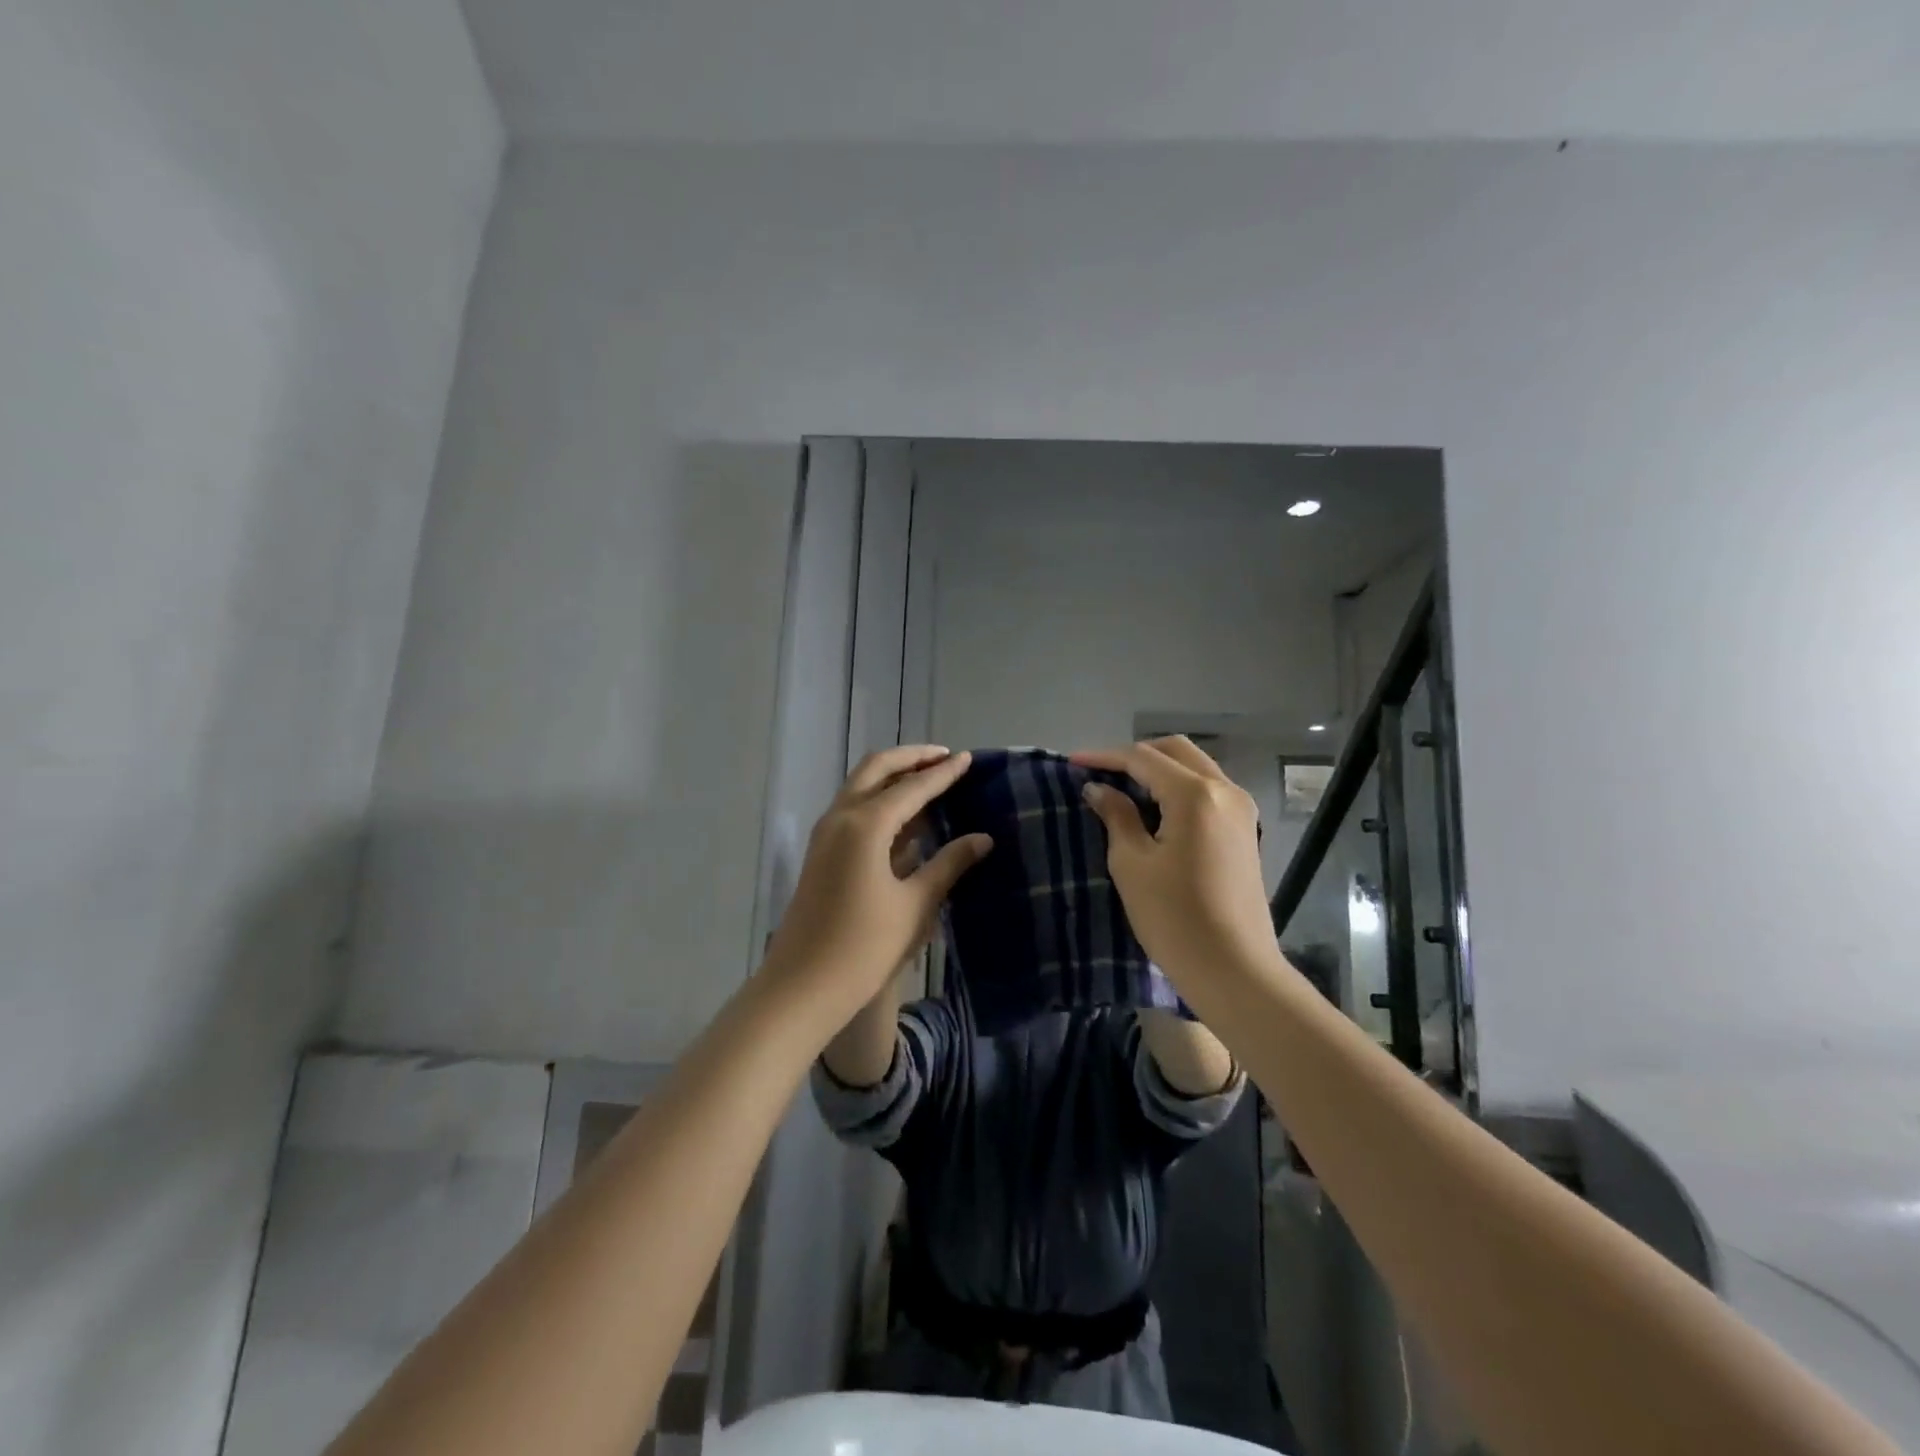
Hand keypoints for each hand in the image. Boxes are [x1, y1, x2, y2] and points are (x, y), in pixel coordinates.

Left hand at [764, 746, 991, 1018]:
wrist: (801, 987)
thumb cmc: (864, 948)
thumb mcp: (915, 906)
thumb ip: (949, 865)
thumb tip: (982, 838)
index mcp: (865, 825)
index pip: (912, 787)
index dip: (943, 773)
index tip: (968, 758)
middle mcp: (841, 817)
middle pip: (877, 769)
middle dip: (911, 758)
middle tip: (945, 758)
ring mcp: (825, 834)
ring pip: (861, 786)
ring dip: (893, 776)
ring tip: (929, 780)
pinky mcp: (821, 852)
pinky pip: (853, 809)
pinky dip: (880, 800)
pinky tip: (906, 817)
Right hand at [1072, 737, 1277, 993]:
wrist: (1235, 971)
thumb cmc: (1175, 918)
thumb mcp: (1132, 864)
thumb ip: (1116, 816)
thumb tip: (1099, 788)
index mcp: (1196, 794)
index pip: (1143, 759)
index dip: (1104, 757)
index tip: (1072, 763)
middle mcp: (1225, 790)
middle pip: (1175, 751)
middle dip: (1135, 755)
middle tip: (1099, 772)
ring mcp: (1241, 810)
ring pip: (1195, 767)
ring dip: (1158, 770)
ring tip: (1121, 787)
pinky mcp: (1245, 831)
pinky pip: (1207, 790)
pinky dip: (1177, 787)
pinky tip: (1153, 808)